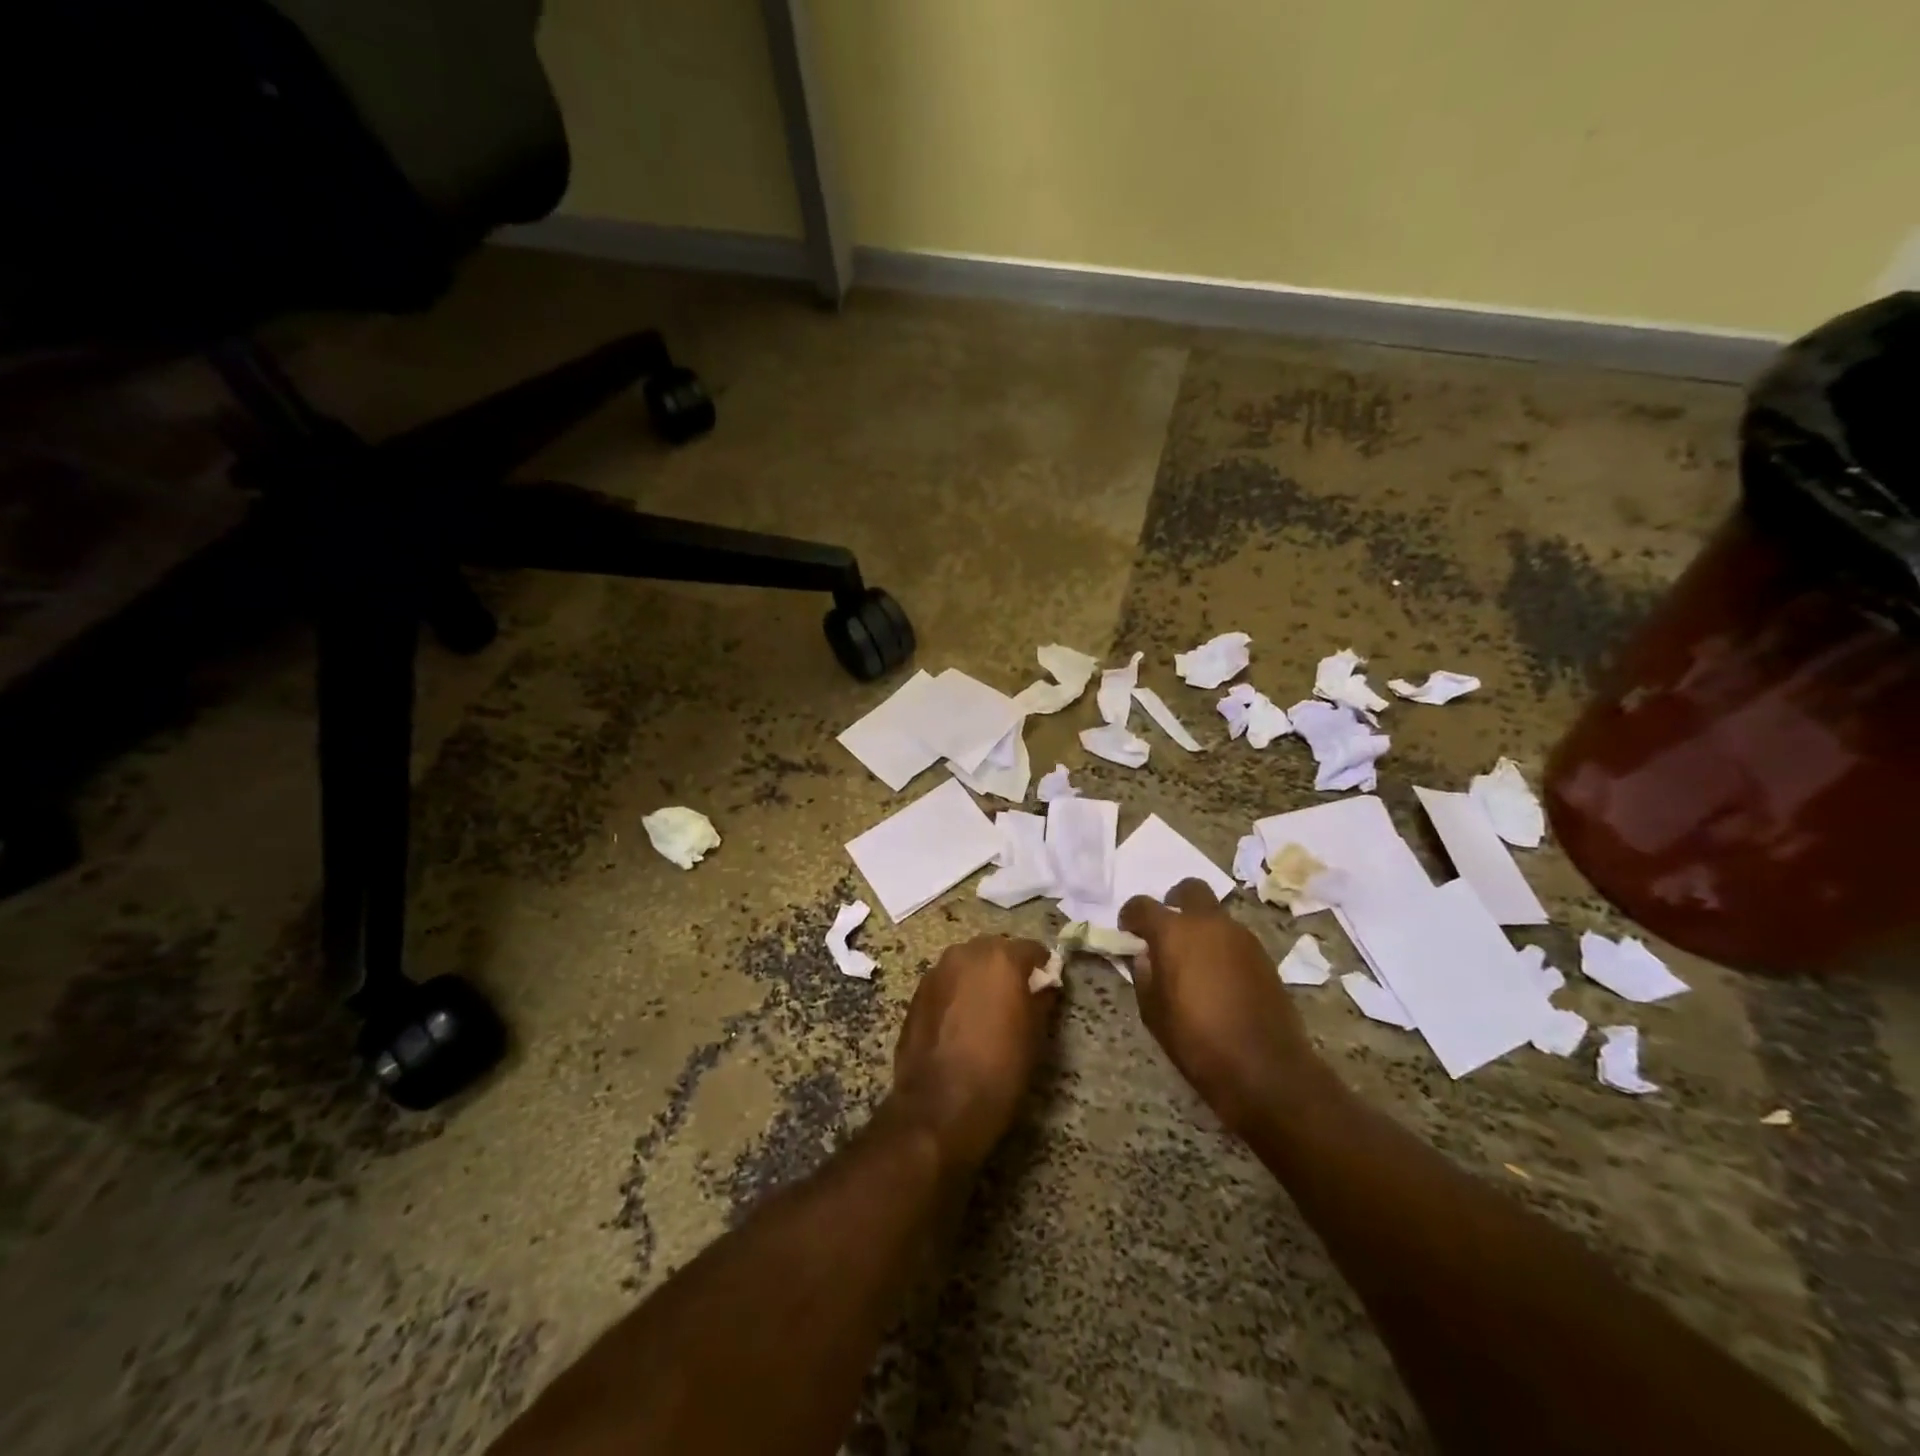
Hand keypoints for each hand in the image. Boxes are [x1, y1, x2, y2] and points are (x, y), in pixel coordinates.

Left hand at [891, 935, 1056, 1173]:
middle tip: (1017, 999)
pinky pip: (946, 983)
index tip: (1046, 989)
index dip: (1042, 968)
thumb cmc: (999, 1070)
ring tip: (986, 1012)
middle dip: (1007, 969)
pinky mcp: (916, 993)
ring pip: (967, 964)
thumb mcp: (1035, 1037)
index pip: (1032, 949)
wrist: (939, 1106)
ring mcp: (937, 971)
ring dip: (979, 979)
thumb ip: (1041, 999)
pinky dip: (957, 993)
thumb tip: (1044, 986)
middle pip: (995, 950)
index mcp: (1001, 958)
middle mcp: (966, 953)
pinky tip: (960, 1023)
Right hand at [1120, 879, 1322, 1135]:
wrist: (1265, 1069)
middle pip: (1190, 890)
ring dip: (1201, 928)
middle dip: (1174, 902)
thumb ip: (1145, 975)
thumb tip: (1147, 956)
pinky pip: (1234, 938)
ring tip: (1194, 961)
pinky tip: (1218, 977)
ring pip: (1215, 915)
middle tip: (1167, 931)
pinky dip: (1221, 947)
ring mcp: (1241, 937)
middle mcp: (1209, 923)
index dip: (1130, 915)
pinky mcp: (1264, 955)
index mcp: (1174, 933)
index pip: (1143, 906)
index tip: (1128, 931)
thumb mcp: (1153, 1013)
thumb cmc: (1197, 1041)